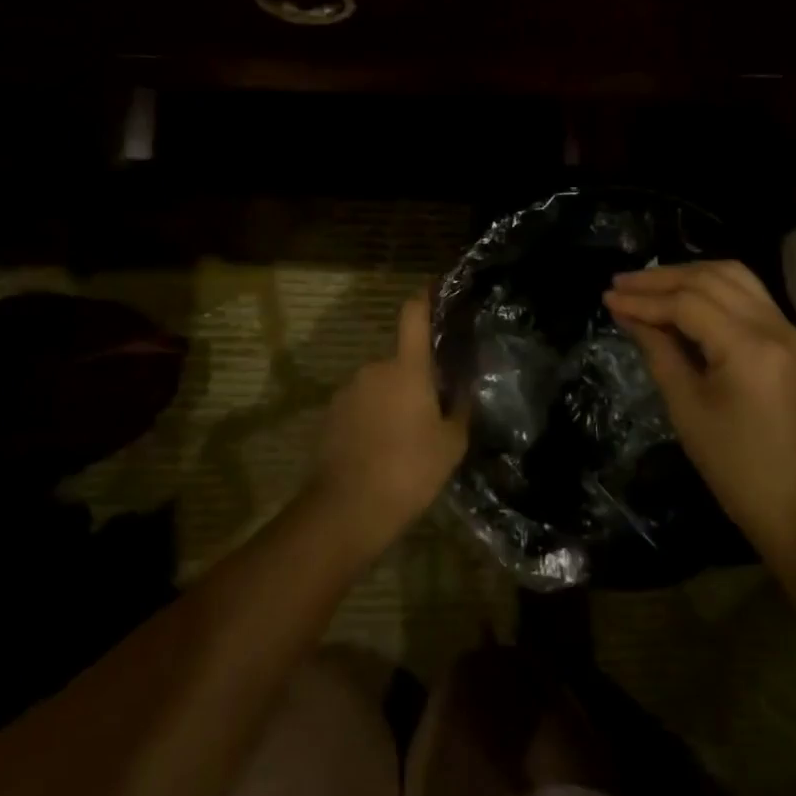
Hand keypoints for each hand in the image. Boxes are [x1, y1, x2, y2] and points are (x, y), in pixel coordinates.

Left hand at [307, 294, 468, 557]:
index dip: (424, 296)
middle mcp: (374, 368)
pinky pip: (360, 406)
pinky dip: (372, 418)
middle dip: (416, 379)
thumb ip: (461, 408)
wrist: (346, 510)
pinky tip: (381, 451)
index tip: (434, 286)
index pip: (414, 315)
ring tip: (406, 440)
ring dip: (393, 401)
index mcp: (407, 368)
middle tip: (433, 412)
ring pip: (380, 386)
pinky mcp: (330, 415)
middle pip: (401, 361)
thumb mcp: (451, 444)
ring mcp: (347, 391)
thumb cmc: (408, 472)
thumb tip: (465, 386)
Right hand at [604, 261, 795, 589]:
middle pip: (712, 279)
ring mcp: (788, 331)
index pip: (688, 303)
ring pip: (734, 276)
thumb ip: (657, 350)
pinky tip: (682, 296)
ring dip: (689, 274)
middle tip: (621, 282)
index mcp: (749, 348)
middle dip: (662, 278)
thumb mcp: (686, 407)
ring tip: (648, 284)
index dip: (644, 298)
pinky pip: (748, 294)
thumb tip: (627, 313)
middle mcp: (775, 327)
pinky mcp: (790, 340)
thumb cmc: (734, 466)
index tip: (607, 297)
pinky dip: (712, 287)